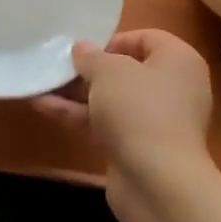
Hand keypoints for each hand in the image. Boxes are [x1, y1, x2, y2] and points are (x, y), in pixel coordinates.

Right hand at [32, 28, 216, 221]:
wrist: (158, 183)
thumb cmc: (138, 110)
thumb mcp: (107, 70)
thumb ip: (90, 56)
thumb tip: (82, 50)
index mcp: (179, 62)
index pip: (147, 38)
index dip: (114, 40)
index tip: (86, 50)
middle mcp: (173, 89)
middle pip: (127, 70)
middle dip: (90, 69)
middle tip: (60, 65)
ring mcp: (157, 122)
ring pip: (112, 99)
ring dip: (77, 92)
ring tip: (41, 82)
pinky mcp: (139, 148)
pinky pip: (106, 123)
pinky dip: (78, 115)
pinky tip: (42, 106)